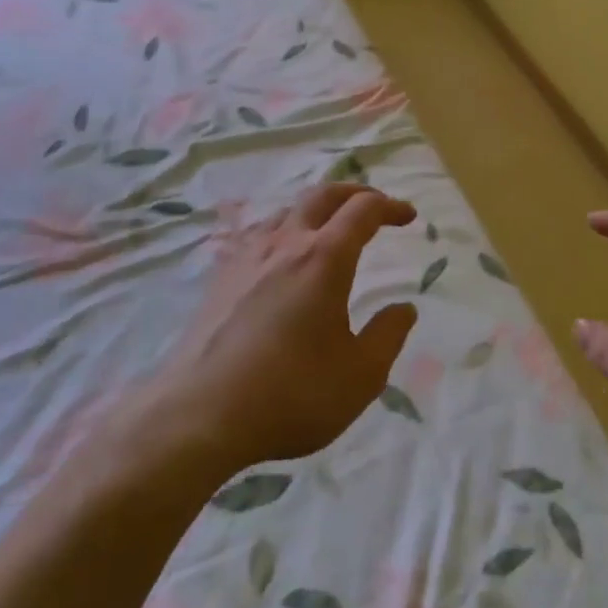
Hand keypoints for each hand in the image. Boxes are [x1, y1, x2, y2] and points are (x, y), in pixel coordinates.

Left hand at [151, 183, 418, 469]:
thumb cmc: (291, 394)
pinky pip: (257, 235)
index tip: (407, 217)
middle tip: (373, 205)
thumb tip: (404, 308)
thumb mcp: (360, 376)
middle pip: (323, 195)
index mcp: (325, 258)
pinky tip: (279, 256)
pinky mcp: (221, 277)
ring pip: (287, 211)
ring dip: (316, 210)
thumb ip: (388, 336)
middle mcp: (286, 243)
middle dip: (354, 193)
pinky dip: (283, 231)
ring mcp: (247, 256)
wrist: (200, 414)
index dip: (390, 207)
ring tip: (328, 230)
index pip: (363, 210)